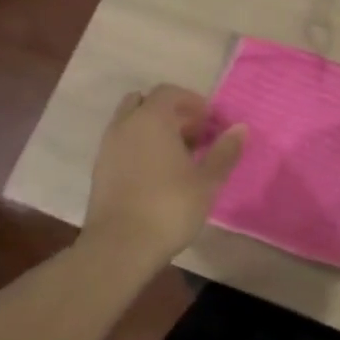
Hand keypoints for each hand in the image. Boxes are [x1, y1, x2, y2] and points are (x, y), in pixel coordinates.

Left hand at [82, 84, 243, 263]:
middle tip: (195, 136)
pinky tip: (157, 174)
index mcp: (151, 119)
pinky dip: (139, 147)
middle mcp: (125, 125)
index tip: (211, 123)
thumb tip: (240, 128)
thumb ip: (224, 151)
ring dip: (153, 130)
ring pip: (131, 123)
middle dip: (171, 113)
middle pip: (146, 103)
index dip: (193, 102)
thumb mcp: (207, 181)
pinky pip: (122, 144)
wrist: (120, 246)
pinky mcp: (99, 169)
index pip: (170, 92)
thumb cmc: (169, 206)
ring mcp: (108, 146)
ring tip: (177, 156)